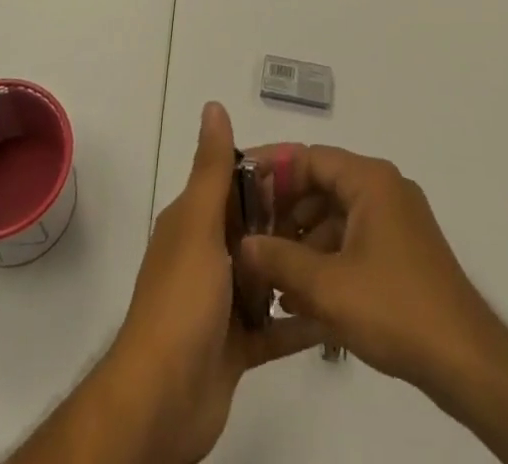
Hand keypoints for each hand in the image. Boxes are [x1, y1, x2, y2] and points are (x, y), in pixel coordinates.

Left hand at [107, 103, 322, 462]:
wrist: (162, 401)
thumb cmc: (181, 302)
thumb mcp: (198, 225)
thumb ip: (212, 169)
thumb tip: (214, 105)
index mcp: (194, 221)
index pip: (236, 182)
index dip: (270, 172)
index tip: (315, 168)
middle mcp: (207, 254)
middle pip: (256, 227)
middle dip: (292, 220)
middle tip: (343, 216)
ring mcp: (221, 302)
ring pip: (267, 274)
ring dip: (298, 268)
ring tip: (345, 257)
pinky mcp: (237, 346)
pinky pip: (274, 325)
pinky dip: (299, 320)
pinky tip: (334, 313)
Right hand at [240, 144, 499, 400]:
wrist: (467, 362)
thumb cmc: (395, 309)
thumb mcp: (327, 287)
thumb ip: (279, 260)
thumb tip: (243, 244)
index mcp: (370, 179)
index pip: (309, 157)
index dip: (271, 170)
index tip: (237, 187)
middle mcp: (383, 188)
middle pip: (320, 185)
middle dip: (283, 213)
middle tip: (248, 238)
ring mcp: (395, 221)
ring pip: (334, 216)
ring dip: (301, 242)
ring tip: (267, 276)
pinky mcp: (401, 252)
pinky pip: (352, 240)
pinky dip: (325, 260)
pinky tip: (299, 298)